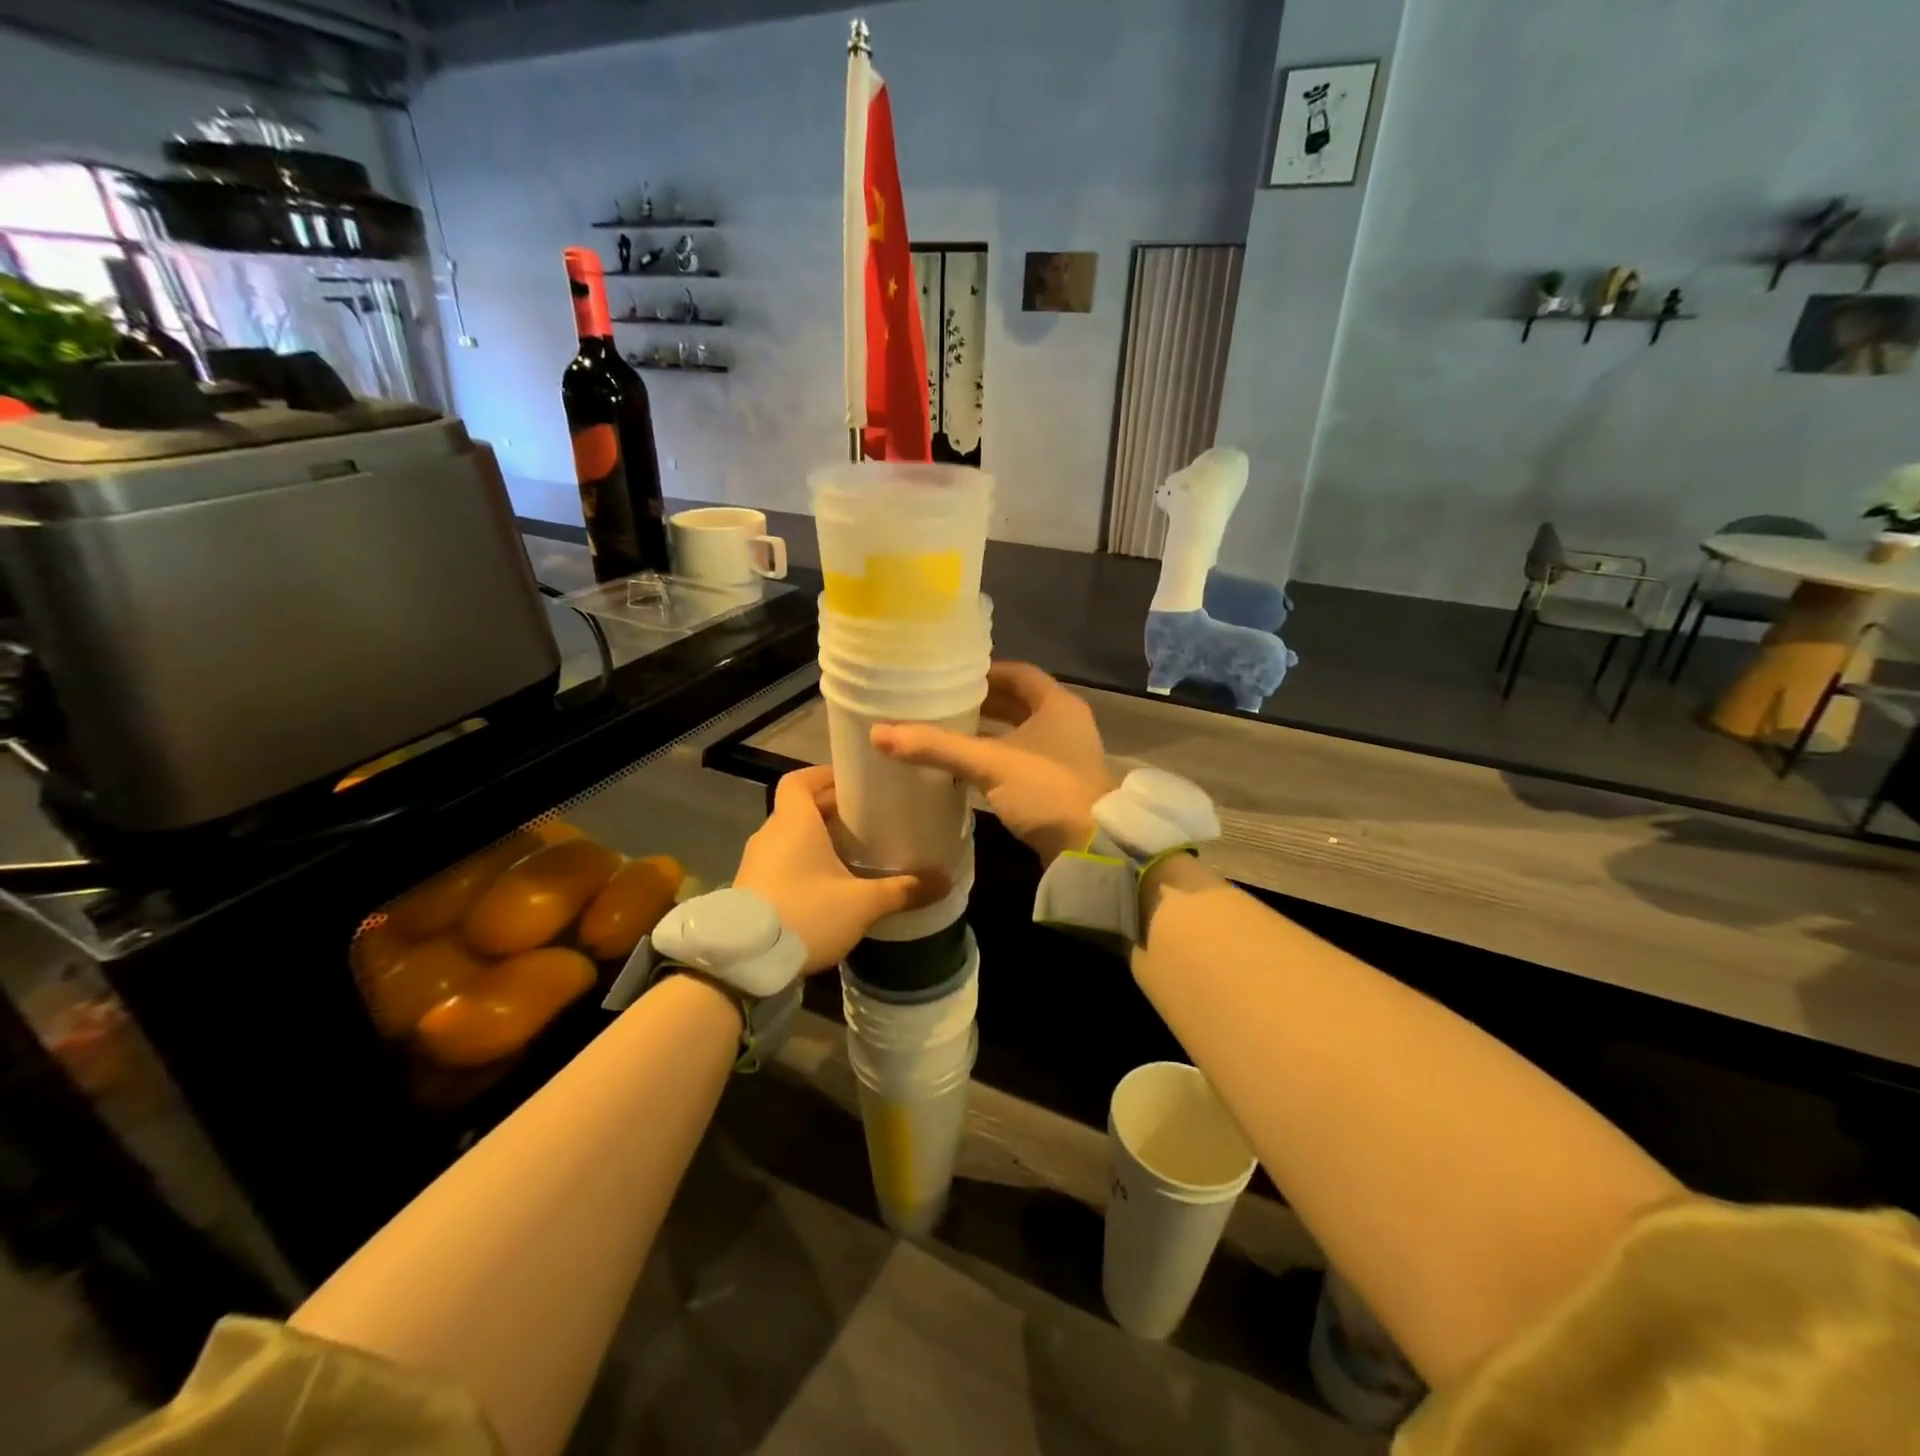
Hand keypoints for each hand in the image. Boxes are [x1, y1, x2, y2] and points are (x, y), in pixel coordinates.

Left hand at [734, 766, 943, 972]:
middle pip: (800, 808)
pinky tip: (830, 885)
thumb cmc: (805, 914)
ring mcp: (756, 862)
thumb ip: (902, 890)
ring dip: (818, 840)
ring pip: (791, 837)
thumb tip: (945, 881)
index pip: (800, 780)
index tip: (854, 784)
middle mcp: (771, 834)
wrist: (744, 962)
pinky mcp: (751, 888)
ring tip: (854, 852)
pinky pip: (782, 862)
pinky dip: (804, 863)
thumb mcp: (861, 904)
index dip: (825, 776)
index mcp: (794, 822)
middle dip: (833, 811)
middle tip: (869, 820)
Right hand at [871, 662, 1115, 863]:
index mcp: (1057, 704)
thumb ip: (936, 746)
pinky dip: (996, 759)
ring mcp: (1065, 756)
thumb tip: (878, 733)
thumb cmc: (1045, 790)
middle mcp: (1065, 724)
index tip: (950, 676)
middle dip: (982, 703)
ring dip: (988, 733)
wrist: (1092, 848)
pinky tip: (966, 770)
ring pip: (1019, 734)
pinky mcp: (1058, 785)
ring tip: (946, 733)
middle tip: (940, 704)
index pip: (1019, 673)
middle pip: (1019, 703)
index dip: (985, 671)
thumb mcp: (988, 763)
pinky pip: (1021, 761)